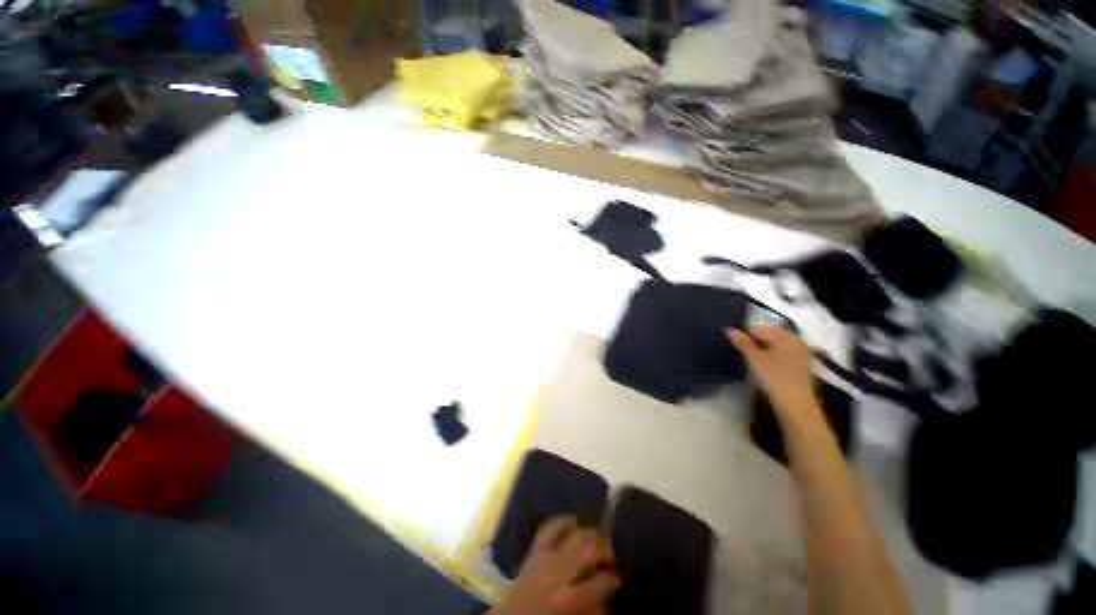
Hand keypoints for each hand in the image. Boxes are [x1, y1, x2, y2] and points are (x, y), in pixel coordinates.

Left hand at [488, 516, 619, 614]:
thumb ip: (590, 608)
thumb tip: (606, 599)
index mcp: (570, 599)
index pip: (600, 582)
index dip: (612, 579)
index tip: (617, 579)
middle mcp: (559, 572)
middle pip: (588, 551)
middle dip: (604, 550)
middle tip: (612, 554)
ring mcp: (545, 557)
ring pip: (573, 536)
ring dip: (588, 534)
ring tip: (598, 537)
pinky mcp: (534, 549)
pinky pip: (549, 528)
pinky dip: (562, 521)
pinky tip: (573, 520)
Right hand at [727, 325, 816, 412]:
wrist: (795, 403)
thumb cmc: (774, 376)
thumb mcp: (754, 358)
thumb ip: (742, 342)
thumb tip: (729, 329)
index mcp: (785, 335)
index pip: (758, 328)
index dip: (743, 335)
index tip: (734, 346)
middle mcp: (795, 341)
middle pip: (768, 337)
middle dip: (754, 343)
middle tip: (742, 355)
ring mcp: (801, 354)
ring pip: (775, 347)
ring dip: (762, 352)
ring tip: (752, 364)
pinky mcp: (802, 367)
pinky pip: (782, 356)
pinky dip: (771, 359)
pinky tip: (764, 370)